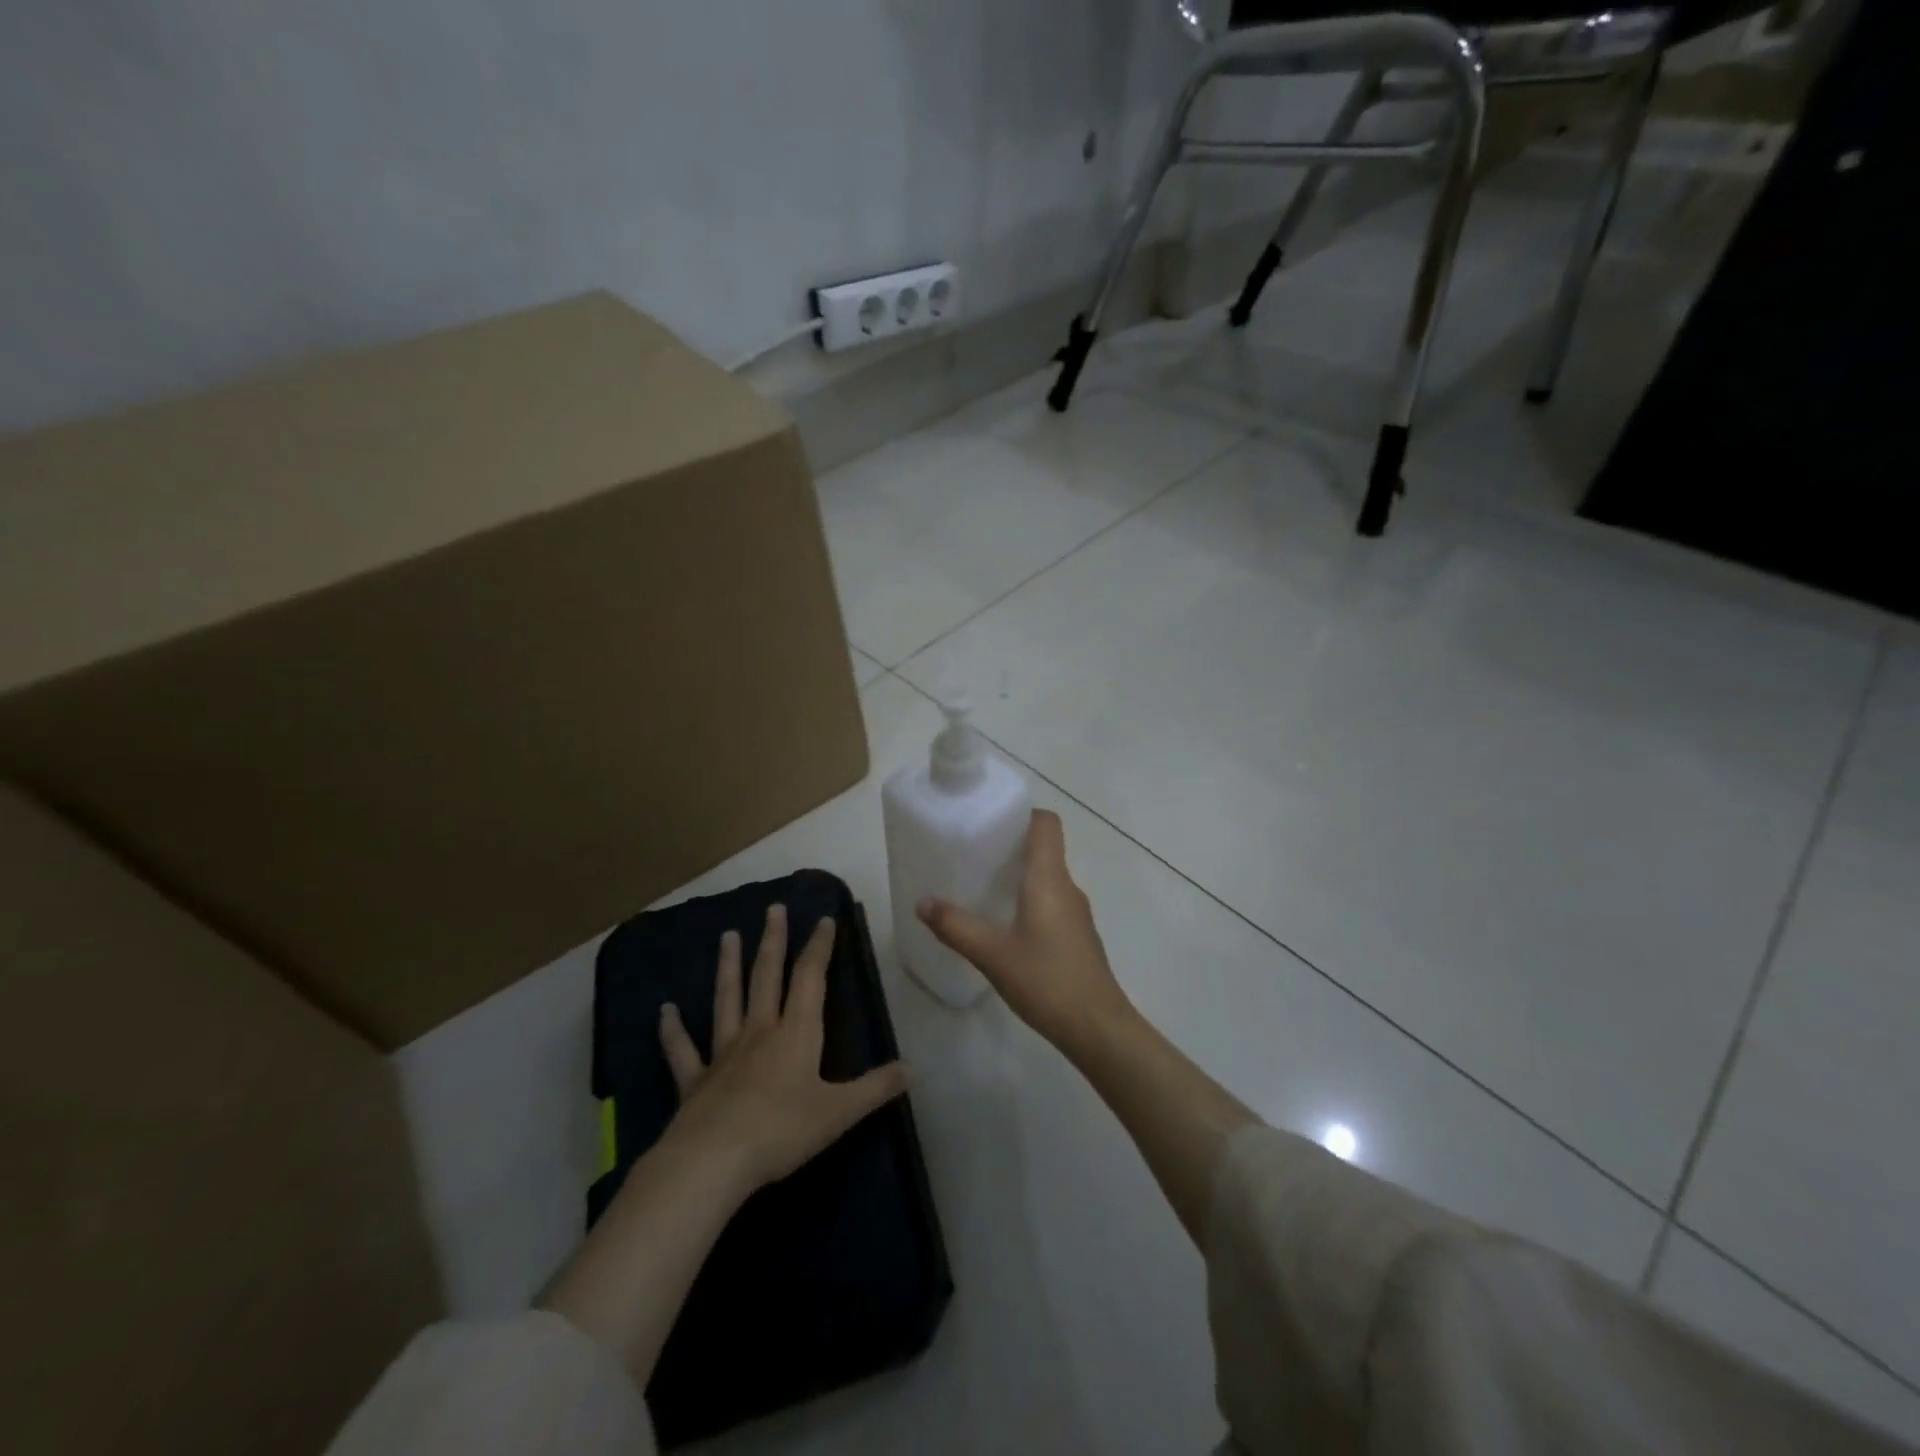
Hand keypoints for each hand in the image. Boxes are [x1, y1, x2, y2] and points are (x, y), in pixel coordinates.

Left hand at [658, 904, 909, 1196]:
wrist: (714, 1161)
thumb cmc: (782, 1131)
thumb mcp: (840, 1112)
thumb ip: (876, 1088)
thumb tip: (913, 1068)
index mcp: (795, 1033)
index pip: (810, 978)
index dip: (819, 947)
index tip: (824, 919)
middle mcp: (759, 1031)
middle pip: (767, 976)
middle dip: (773, 941)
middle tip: (773, 909)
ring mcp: (723, 1053)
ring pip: (726, 999)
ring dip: (728, 967)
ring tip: (727, 935)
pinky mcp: (695, 1081)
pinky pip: (682, 1050)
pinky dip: (672, 1030)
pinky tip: (664, 1011)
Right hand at [917, 809, 1135, 1061]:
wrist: (1097, 1027)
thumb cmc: (1046, 981)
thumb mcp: (992, 954)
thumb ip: (956, 927)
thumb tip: (922, 902)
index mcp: (1049, 879)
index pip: (1046, 824)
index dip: (1022, 814)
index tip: (991, 820)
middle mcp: (1067, 887)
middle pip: (1044, 849)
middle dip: (1010, 846)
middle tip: (973, 854)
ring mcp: (1076, 913)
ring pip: (1047, 878)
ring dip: (1019, 876)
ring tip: (982, 887)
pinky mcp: (1078, 936)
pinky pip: (1051, 902)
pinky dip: (1029, 900)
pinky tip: (1005, 925)